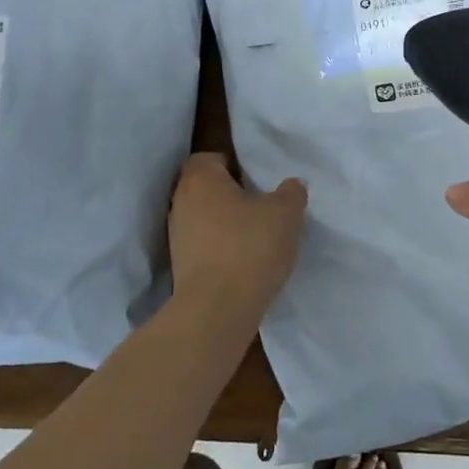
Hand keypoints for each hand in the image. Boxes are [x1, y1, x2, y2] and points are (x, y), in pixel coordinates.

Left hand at [167, 153, 306, 325]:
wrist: (216, 311)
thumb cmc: (249, 247)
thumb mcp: (285, 213)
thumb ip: (291, 193)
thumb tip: (291, 185)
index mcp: (200, 179)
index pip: (208, 157)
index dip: (231, 164)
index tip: (254, 179)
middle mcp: (180, 203)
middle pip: (204, 188)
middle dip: (229, 194)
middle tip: (260, 204)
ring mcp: (176, 237)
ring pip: (203, 218)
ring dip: (224, 224)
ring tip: (255, 236)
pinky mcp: (180, 268)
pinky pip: (202, 246)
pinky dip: (220, 249)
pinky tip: (244, 261)